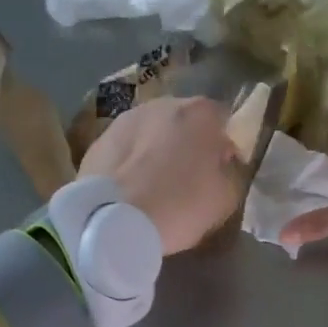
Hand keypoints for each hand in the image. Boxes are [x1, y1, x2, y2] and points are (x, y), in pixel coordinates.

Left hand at [79, 96, 243, 253]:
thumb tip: (220, 163)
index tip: (222, 169)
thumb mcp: (225, 197)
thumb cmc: (179, 206)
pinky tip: (131, 188)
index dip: (224, 146)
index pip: (223, 120)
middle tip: (189, 176)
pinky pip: (127, 148)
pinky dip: (132, 161)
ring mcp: (126, 119)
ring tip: (156, 183)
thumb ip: (229, 172)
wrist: (112, 222)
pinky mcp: (98, 139)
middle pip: (184, 121)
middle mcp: (163, 104)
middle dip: (189, 143)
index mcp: (200, 114)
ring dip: (157, 149)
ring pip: (152, 132)